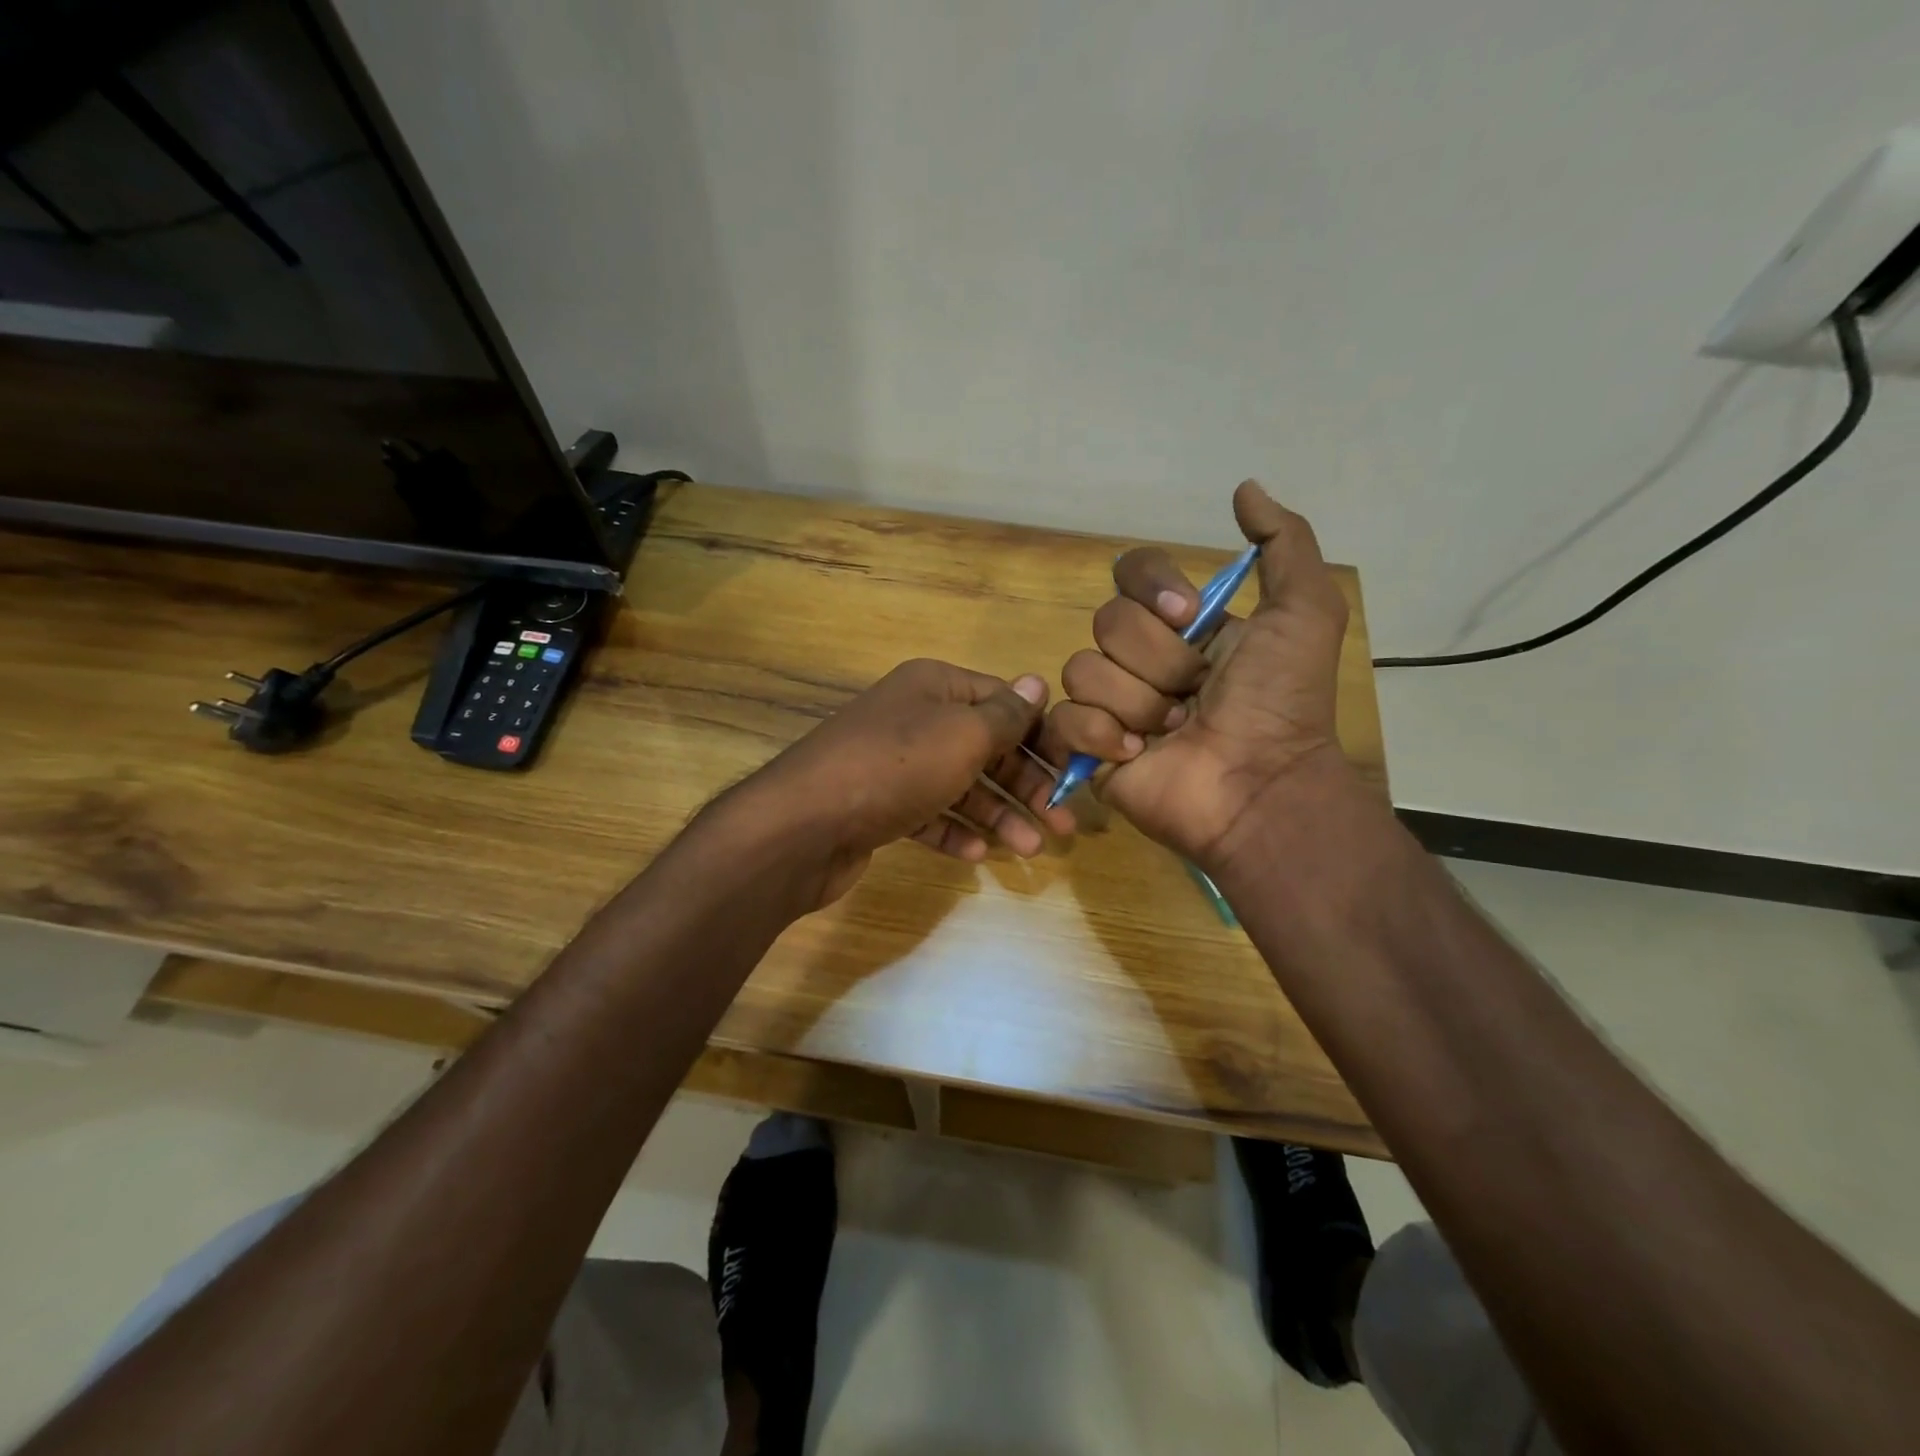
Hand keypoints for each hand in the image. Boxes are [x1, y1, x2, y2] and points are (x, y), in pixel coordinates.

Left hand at [737, 658, 1073, 907]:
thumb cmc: (897, 767)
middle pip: (985, 747)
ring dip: (997, 814)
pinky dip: (954, 830)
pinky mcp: (879, 805)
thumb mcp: (963, 734)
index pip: (1003, 701)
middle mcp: (915, 718)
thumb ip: (1005, 714)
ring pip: (960, 785)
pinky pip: (928, 814)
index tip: (1072, 771)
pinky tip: (977, 853)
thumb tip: (1037, 682)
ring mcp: (894, 763)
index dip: (1040, 735)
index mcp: (935, 686)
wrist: (804, 824)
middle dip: (1025, 784)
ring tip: (1030, 848)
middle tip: (1063, 823)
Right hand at [1042, 481, 1351, 865]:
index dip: (1152, 587)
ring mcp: (1111, 703)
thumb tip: (1244, 488)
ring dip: (1138, 703)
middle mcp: (1141, 658)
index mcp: (1181, 625)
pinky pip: (1064, 719)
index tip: (1188, 615)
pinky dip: (1102, 736)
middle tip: (1195, 694)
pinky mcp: (1087, 748)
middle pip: (1108, 622)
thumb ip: (1285, 543)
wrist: (1260, 786)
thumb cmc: (1281, 702)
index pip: (1131, 572)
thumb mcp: (1305, 613)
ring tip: (1174, 733)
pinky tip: (1137, 756)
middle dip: (1160, 660)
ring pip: (1084, 669)